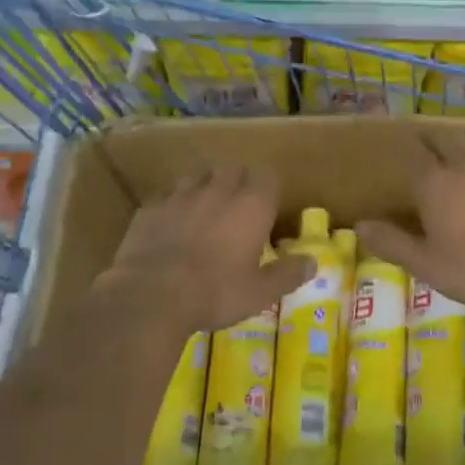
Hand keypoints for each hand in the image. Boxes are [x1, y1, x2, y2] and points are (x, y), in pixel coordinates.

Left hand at [100, 165, 311, 335]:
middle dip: (238, 182)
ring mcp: (181, 195)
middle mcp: (218, 190)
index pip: (267, 176)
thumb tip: (313, 261)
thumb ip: (287, 273)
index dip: (268, 188)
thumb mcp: (259, 292)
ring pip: (198, 176)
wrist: (151, 296)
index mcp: (251, 205)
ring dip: (205, 186)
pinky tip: (171, 223)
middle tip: (238, 208)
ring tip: (204, 209)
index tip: (268, 206)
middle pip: (232, 169)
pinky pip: (166, 195)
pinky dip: (173, 204)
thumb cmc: (215, 293)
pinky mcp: (151, 207)